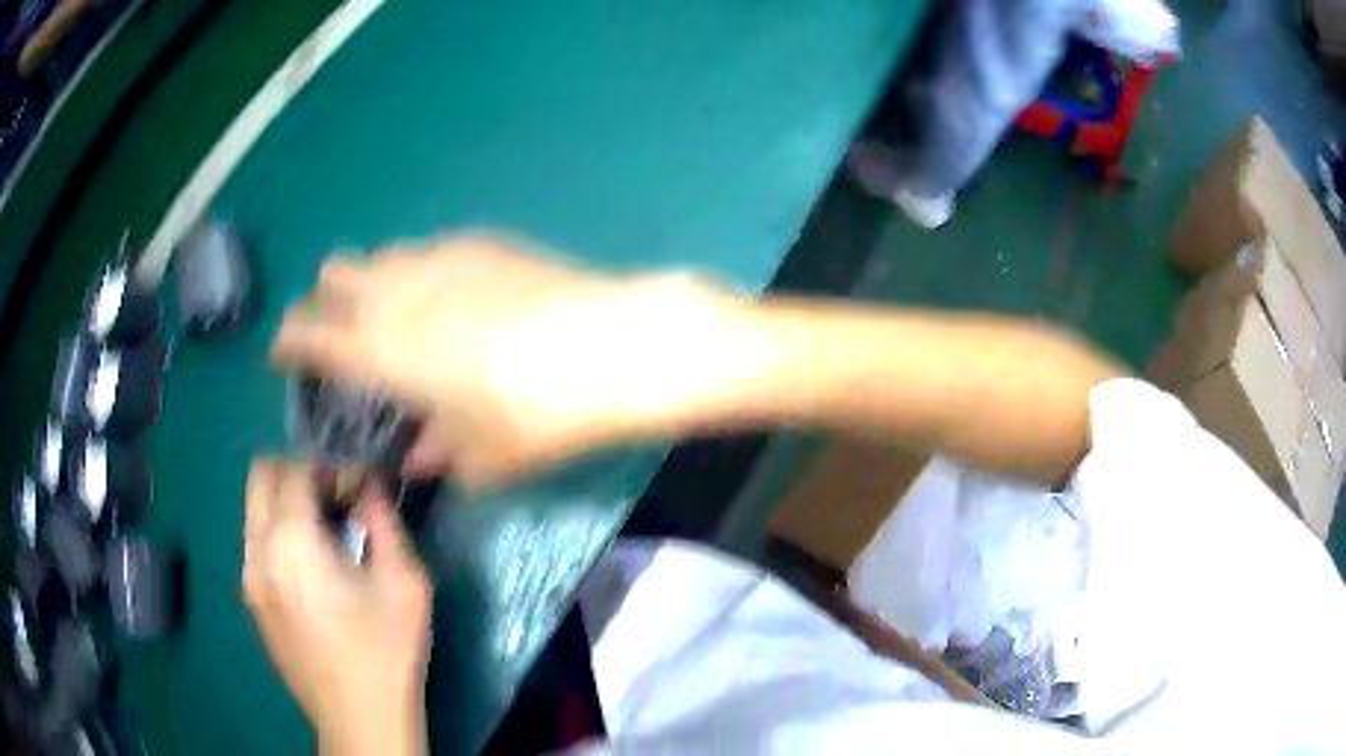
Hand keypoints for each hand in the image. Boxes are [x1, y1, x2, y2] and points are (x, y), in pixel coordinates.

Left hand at [243, 458, 431, 755]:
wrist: (360, 719)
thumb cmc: (386, 652)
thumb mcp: (404, 582)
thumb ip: (384, 521)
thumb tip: (370, 487)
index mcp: (290, 542)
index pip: (296, 468)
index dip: (331, 467)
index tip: (360, 487)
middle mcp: (257, 551)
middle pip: (261, 476)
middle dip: (298, 472)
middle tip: (337, 499)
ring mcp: (249, 577)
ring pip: (255, 509)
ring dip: (288, 504)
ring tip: (329, 536)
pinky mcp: (253, 600)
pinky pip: (258, 542)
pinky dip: (281, 533)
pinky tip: (316, 570)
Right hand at [271, 235, 741, 489]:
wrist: (615, 346)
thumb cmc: (540, 414)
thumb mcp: (483, 456)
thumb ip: (438, 456)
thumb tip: (420, 457)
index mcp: (381, 348)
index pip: (308, 334)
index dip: (287, 343)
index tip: (282, 355)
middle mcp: (398, 291)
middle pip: (332, 277)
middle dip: (322, 303)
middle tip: (334, 333)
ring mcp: (440, 256)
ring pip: (379, 257)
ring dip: (367, 282)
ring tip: (389, 313)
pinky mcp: (481, 241)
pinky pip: (425, 250)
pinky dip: (415, 271)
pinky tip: (447, 296)